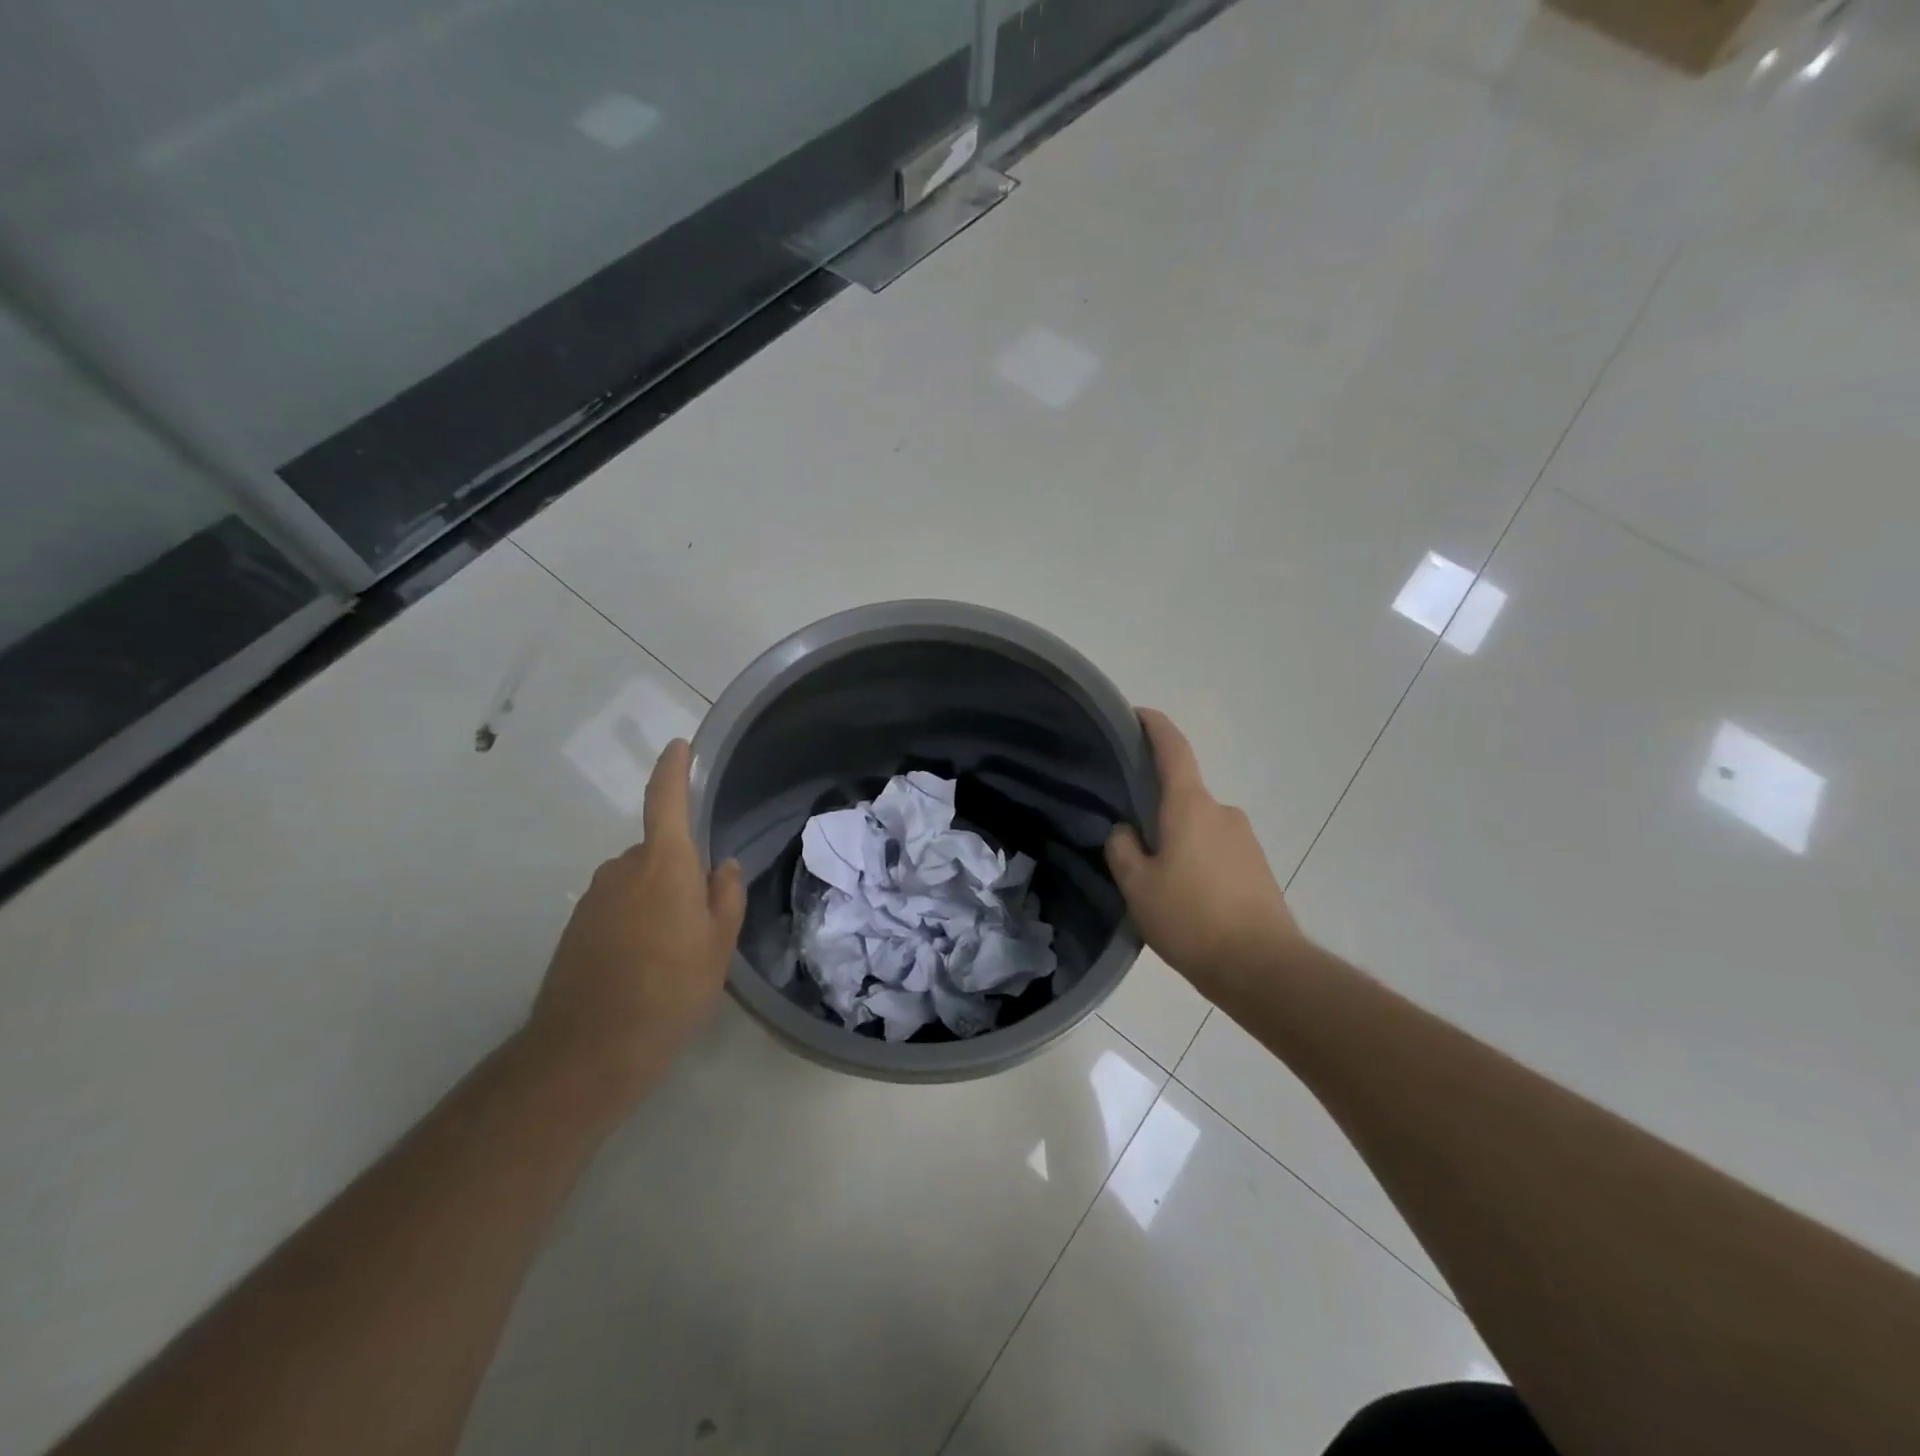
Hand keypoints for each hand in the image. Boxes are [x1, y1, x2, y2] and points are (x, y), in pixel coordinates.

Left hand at [524, 740, 745, 1120]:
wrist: (589, 1050)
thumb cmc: (670, 989)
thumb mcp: (718, 945)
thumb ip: (725, 896)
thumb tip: (720, 866)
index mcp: (663, 864)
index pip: (665, 801)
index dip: (673, 770)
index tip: (679, 746)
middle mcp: (622, 869)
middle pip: (658, 852)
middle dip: (680, 873)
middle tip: (701, 922)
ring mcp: (594, 898)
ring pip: (638, 883)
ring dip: (657, 902)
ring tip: (673, 954)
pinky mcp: (576, 927)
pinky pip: (617, 908)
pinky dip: (634, 923)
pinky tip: (644, 967)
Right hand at [1106, 710, 1304, 1000]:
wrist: (1263, 968)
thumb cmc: (1191, 919)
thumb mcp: (1137, 886)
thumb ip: (1123, 849)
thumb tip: (1125, 831)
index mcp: (1190, 806)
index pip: (1173, 749)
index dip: (1154, 726)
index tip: (1137, 714)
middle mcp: (1222, 812)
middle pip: (1182, 795)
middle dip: (1156, 810)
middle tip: (1130, 841)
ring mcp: (1245, 840)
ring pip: (1198, 827)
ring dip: (1177, 841)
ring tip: (1157, 882)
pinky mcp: (1258, 867)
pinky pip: (1217, 851)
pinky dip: (1197, 862)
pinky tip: (1186, 899)